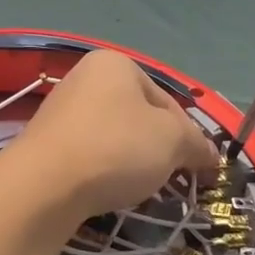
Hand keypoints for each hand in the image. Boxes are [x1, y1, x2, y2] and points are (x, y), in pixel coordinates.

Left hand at [8, 51, 221, 225]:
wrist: (44, 182)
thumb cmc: (116, 147)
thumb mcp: (172, 141)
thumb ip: (196, 144)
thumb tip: (210, 154)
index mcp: (116, 63)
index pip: (167, 101)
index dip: (188, 137)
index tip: (198, 171)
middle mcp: (86, 76)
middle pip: (140, 117)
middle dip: (159, 150)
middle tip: (171, 182)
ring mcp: (63, 107)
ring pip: (115, 136)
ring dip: (133, 162)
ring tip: (139, 189)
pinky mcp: (48, 139)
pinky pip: (91, 152)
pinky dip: (105, 169)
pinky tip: (108, 190)